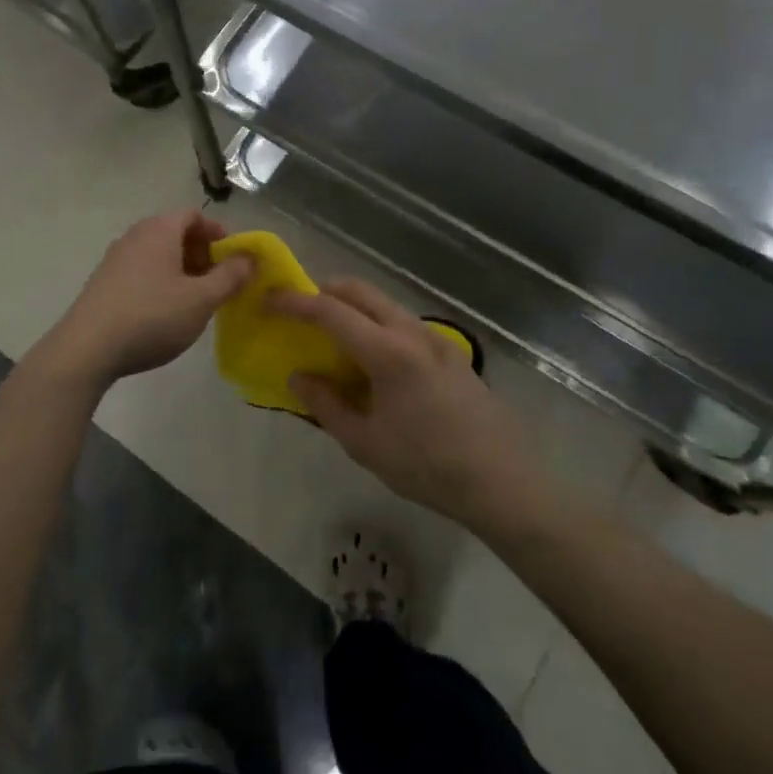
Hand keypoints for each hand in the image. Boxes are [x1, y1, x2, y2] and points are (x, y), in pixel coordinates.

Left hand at [50, 210, 254, 383]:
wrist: (87, 349)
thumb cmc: (152, 317)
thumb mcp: (201, 299)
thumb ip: (230, 276)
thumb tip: (250, 258)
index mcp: (159, 230)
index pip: (194, 215)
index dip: (218, 233)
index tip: (233, 259)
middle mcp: (135, 235)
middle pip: (175, 232)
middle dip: (202, 253)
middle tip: (218, 282)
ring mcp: (115, 258)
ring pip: (158, 254)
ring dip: (181, 270)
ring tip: (195, 300)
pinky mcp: (103, 282)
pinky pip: (141, 271)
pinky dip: (160, 282)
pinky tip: (164, 313)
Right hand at [270, 280, 542, 529]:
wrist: (502, 482)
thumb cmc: (427, 466)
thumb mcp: (366, 444)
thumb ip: (326, 405)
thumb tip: (298, 377)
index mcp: (388, 352)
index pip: (331, 312)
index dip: (296, 303)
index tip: (270, 301)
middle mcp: (412, 333)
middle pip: (361, 291)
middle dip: (325, 291)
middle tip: (299, 309)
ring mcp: (436, 339)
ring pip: (385, 304)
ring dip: (353, 306)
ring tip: (332, 334)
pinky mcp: (451, 352)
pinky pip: (403, 322)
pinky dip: (376, 322)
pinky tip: (372, 357)